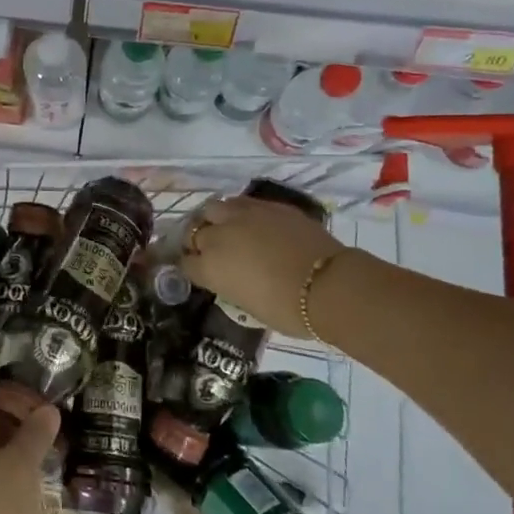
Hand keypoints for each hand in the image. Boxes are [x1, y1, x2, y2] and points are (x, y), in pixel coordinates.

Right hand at [181, 194, 345, 339]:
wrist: (328, 285)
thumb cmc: (287, 310)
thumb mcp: (246, 304)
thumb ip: (229, 284)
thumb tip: (231, 276)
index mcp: (209, 267)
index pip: (185, 264)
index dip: (191, 268)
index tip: (198, 272)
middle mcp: (218, 236)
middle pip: (193, 232)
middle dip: (197, 241)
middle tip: (209, 251)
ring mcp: (243, 216)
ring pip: (213, 208)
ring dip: (215, 219)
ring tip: (227, 229)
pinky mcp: (268, 206)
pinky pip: (243, 203)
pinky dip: (241, 213)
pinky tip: (252, 222)